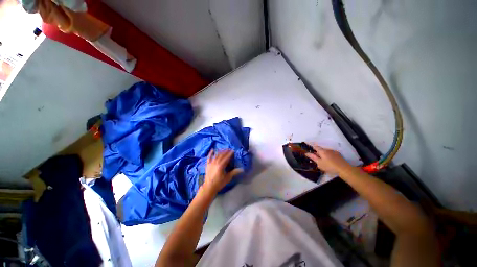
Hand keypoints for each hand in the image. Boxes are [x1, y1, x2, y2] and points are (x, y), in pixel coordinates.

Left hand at [202, 150, 242, 195]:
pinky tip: (212, 149)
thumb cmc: (219, 183)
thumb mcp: (228, 178)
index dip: (230, 154)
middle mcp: (216, 163)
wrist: (209, 187)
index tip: (233, 151)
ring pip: (216, 155)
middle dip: (226, 151)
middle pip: (221, 155)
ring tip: (224, 149)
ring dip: (220, 152)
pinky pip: (209, 158)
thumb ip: (234, 172)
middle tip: (230, 149)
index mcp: (221, 166)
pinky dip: (210, 153)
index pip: (226, 158)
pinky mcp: (208, 165)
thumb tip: (242, 169)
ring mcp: (211, 163)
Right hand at [305, 144, 353, 174]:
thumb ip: (313, 157)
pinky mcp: (338, 154)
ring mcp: (333, 151)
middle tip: (314, 156)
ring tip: (322, 160)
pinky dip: (328, 155)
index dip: (310, 144)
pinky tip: (329, 161)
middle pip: (320, 149)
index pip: (315, 146)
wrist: (344, 169)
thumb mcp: (319, 163)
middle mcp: (327, 149)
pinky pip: (330, 153)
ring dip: (323, 154)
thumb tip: (306, 153)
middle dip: (317, 152)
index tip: (306, 143)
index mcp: (322, 151)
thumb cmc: (330, 166)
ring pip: (326, 151)